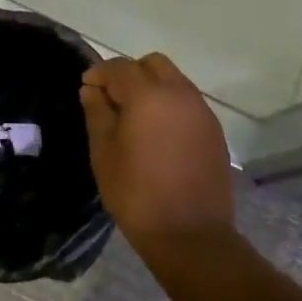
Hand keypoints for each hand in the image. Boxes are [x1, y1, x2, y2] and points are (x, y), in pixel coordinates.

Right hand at [80, 53, 233, 252]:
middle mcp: (180, 94)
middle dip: (130, 74)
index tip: (87, 89)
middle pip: (153, 64)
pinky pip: (188, 103)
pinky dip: (170, 106)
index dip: (99, 74)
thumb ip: (97, 113)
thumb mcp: (104, 153)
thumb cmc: (137, 194)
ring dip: (152, 88)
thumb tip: (92, 90)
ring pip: (174, 80)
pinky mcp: (214, 131)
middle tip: (113, 100)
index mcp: (149, 96)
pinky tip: (159, 134)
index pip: (120, 67)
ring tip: (136, 118)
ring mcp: (202, 112)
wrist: (191, 236)